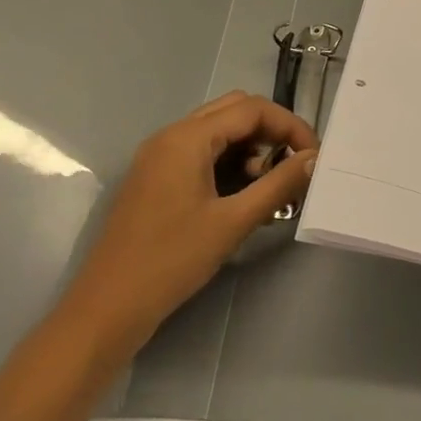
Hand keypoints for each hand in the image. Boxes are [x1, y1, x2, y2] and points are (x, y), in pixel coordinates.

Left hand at [56, 91, 317, 366]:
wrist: (106, 310)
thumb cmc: (171, 261)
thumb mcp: (233, 222)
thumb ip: (279, 184)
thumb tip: (314, 158)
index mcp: (187, 138)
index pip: (252, 109)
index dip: (289, 126)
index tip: (313, 156)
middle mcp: (171, 136)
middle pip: (234, 111)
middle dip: (271, 132)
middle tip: (294, 165)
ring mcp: (159, 156)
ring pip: (218, 132)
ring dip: (250, 149)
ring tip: (270, 187)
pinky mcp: (155, 178)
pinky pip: (201, 153)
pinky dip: (229, 163)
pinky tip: (243, 196)